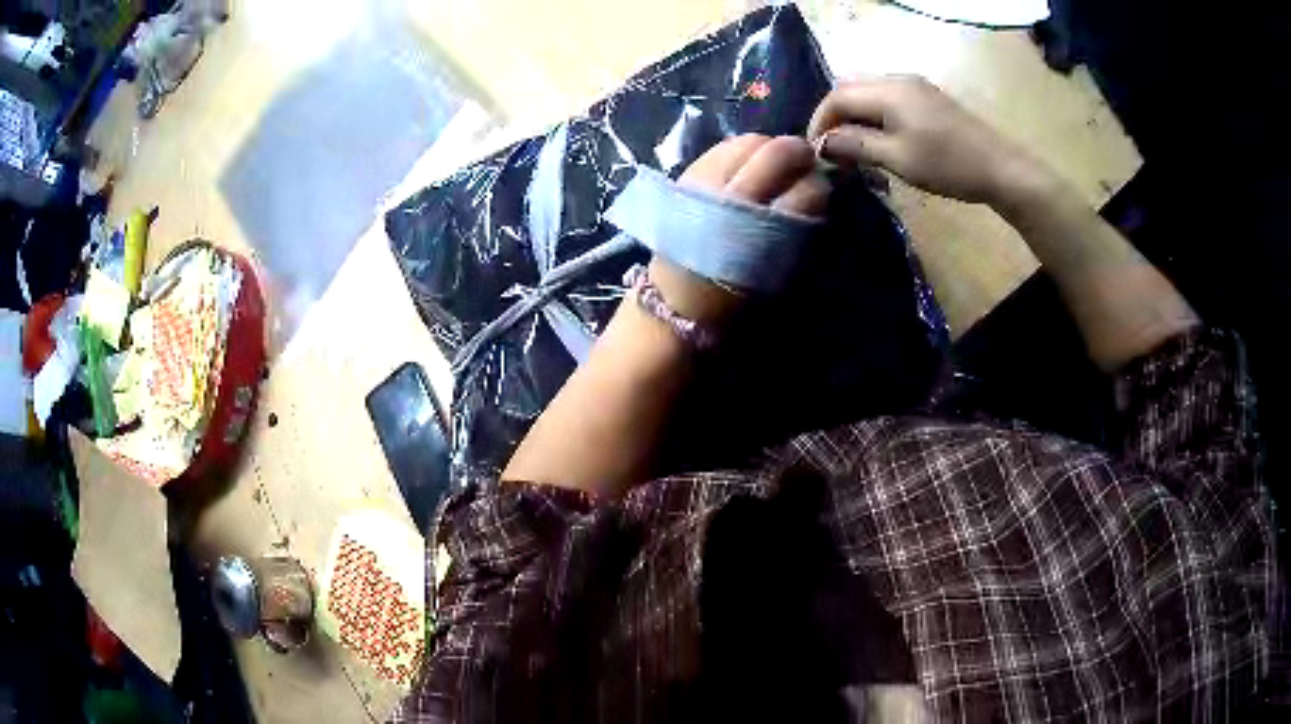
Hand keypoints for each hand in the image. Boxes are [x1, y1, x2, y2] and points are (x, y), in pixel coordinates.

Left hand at [649, 134, 829, 322]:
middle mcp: (731, 198)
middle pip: (777, 153)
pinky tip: (750, 164)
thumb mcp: (778, 266)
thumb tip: (819, 186)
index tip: (823, 185)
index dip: (818, 183)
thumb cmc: (736, 291)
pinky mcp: (688, 172)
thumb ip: (800, 225)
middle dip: (799, 153)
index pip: (804, 189)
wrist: (677, 296)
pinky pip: (726, 145)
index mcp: (759, 232)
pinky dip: (745, 149)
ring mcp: (704, 179)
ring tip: (776, 165)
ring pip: (751, 141)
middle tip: (806, 163)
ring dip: (771, 148)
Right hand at [808, 75, 1054, 205]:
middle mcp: (898, 80)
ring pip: (869, 94)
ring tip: (854, 149)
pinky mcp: (927, 98)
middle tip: (833, 150)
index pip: (837, 96)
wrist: (1001, 169)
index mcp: (889, 90)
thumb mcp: (898, 159)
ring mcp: (915, 87)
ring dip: (855, 118)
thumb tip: (822, 143)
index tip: (815, 152)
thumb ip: (856, 145)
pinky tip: (880, 140)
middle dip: (835, 118)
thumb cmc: (948, 165)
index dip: (820, 122)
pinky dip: (874, 117)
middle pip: (850, 89)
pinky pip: (888, 100)